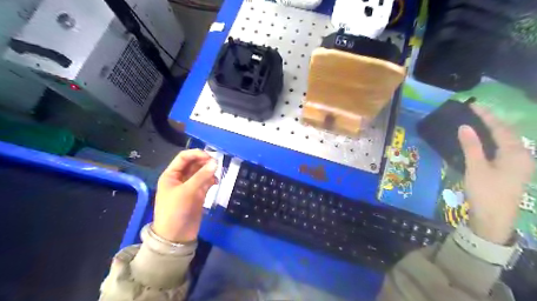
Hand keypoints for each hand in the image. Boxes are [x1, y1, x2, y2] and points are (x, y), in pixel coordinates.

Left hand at [152, 149, 216, 243]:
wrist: (176, 237)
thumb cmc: (175, 211)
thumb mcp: (186, 192)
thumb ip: (201, 176)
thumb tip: (216, 162)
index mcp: (171, 175)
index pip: (184, 158)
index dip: (196, 154)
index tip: (210, 156)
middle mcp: (180, 178)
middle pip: (194, 164)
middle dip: (204, 162)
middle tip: (216, 164)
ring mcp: (190, 186)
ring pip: (201, 172)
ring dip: (209, 171)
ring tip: (217, 173)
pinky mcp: (198, 194)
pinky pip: (206, 182)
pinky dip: (212, 180)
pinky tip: (216, 182)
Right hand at [459, 104, 534, 243]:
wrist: (494, 219)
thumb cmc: (485, 192)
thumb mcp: (476, 168)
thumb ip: (471, 146)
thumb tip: (464, 126)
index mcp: (515, 154)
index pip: (500, 128)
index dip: (486, 116)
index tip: (473, 105)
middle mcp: (521, 156)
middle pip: (507, 133)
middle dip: (492, 120)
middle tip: (475, 111)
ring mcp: (518, 164)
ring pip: (506, 141)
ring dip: (493, 130)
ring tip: (478, 122)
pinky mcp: (511, 171)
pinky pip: (503, 149)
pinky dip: (493, 141)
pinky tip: (483, 141)